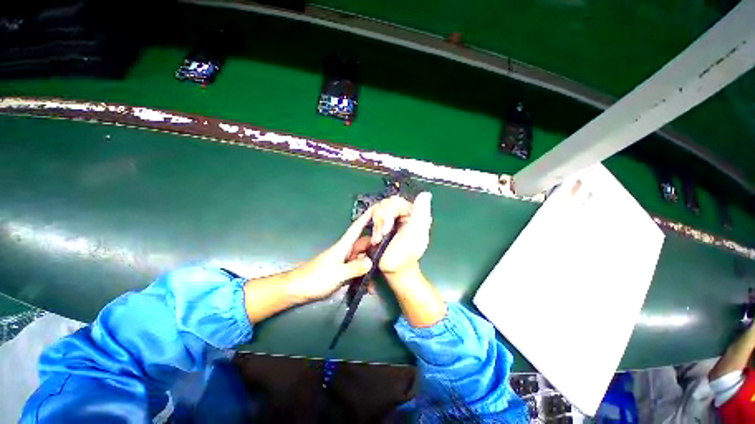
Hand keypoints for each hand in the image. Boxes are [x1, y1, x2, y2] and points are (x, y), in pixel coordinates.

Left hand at [287, 207, 374, 302]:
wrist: (297, 290)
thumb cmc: (316, 278)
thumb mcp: (337, 274)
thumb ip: (355, 267)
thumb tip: (371, 261)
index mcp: (344, 246)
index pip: (357, 228)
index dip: (366, 218)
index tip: (377, 209)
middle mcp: (346, 251)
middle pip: (364, 245)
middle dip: (375, 248)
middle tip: (389, 254)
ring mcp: (344, 262)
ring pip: (362, 259)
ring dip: (370, 266)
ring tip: (378, 279)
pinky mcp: (343, 271)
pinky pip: (357, 270)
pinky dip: (363, 276)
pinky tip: (368, 287)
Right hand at [370, 192, 432, 275]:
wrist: (394, 269)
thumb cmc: (405, 254)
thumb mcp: (416, 234)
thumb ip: (421, 213)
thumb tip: (425, 194)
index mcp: (413, 214)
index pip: (396, 202)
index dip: (388, 213)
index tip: (386, 229)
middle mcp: (403, 213)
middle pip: (386, 204)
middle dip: (382, 220)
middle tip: (383, 234)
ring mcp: (392, 217)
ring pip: (378, 209)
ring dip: (377, 225)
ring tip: (379, 238)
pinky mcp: (382, 223)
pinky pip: (373, 215)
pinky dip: (373, 227)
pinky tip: (376, 237)